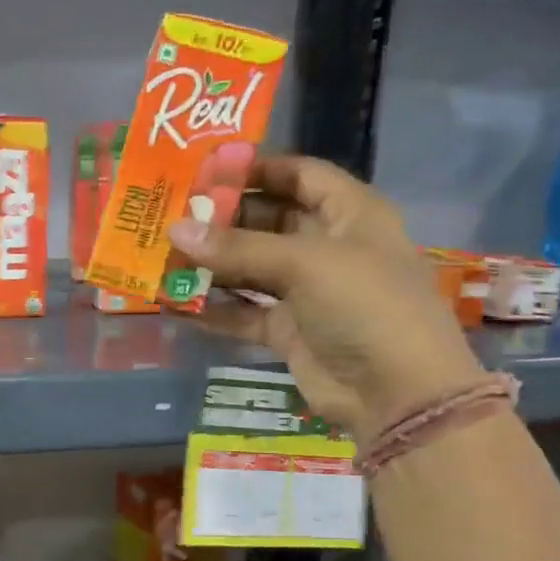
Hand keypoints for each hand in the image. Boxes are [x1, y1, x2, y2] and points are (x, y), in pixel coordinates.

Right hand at [168, 156, 484, 440]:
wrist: (396, 393)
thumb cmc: (364, 306)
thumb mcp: (305, 264)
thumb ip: (238, 248)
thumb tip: (175, 230)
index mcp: (350, 214)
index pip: (301, 175)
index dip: (258, 167)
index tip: (206, 170)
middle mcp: (327, 247)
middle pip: (268, 220)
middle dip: (223, 218)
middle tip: (171, 214)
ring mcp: (307, 291)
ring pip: (250, 268)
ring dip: (212, 263)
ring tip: (164, 255)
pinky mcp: (288, 330)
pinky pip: (243, 312)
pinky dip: (213, 308)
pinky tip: (175, 302)